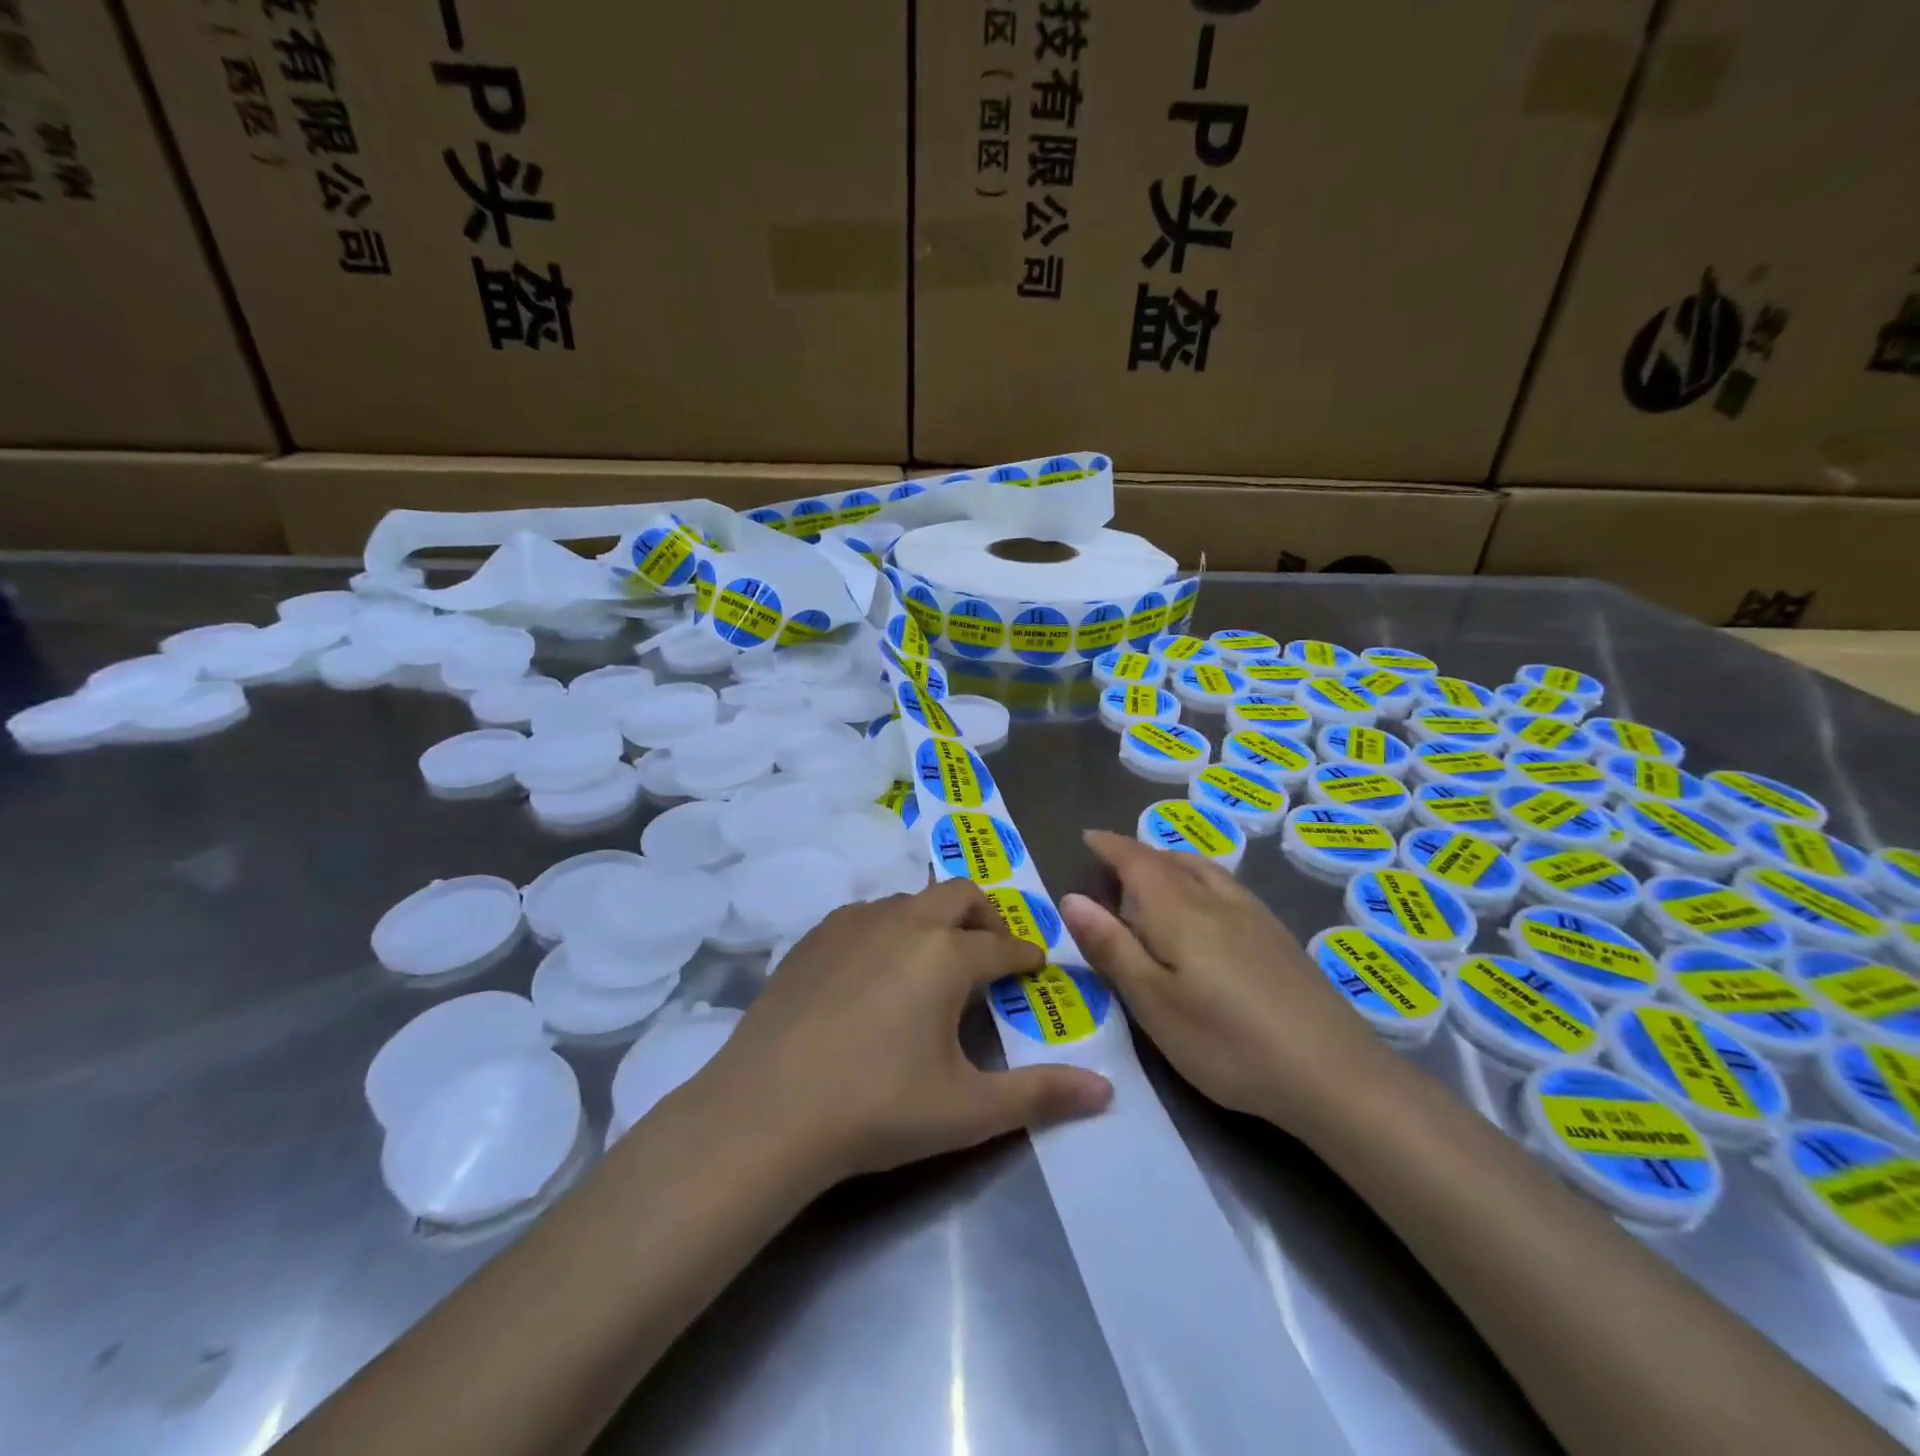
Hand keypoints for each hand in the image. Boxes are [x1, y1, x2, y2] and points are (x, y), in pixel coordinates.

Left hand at [697, 880, 1112, 1188]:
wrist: (766, 1111)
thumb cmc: (877, 1108)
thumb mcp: (967, 1110)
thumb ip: (1040, 1095)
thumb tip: (1105, 1088)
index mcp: (947, 955)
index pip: (1004, 945)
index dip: (1028, 956)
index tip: (1036, 966)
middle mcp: (904, 921)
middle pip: (960, 894)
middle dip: (986, 917)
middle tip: (990, 954)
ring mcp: (853, 923)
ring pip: (911, 900)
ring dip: (935, 921)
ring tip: (932, 966)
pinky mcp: (813, 936)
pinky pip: (866, 915)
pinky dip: (888, 930)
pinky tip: (874, 973)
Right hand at [1061, 830, 1392, 1129]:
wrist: (1334, 1074)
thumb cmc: (1228, 1043)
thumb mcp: (1154, 1004)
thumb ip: (1112, 948)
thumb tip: (1072, 898)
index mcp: (1179, 913)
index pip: (1137, 862)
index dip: (1110, 846)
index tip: (1088, 836)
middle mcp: (1217, 901)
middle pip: (1171, 861)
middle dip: (1138, 853)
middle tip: (1113, 861)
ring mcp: (1255, 917)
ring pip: (1205, 869)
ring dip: (1172, 861)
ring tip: (1156, 872)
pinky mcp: (1280, 938)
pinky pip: (1228, 886)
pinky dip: (1202, 877)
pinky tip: (1209, 904)